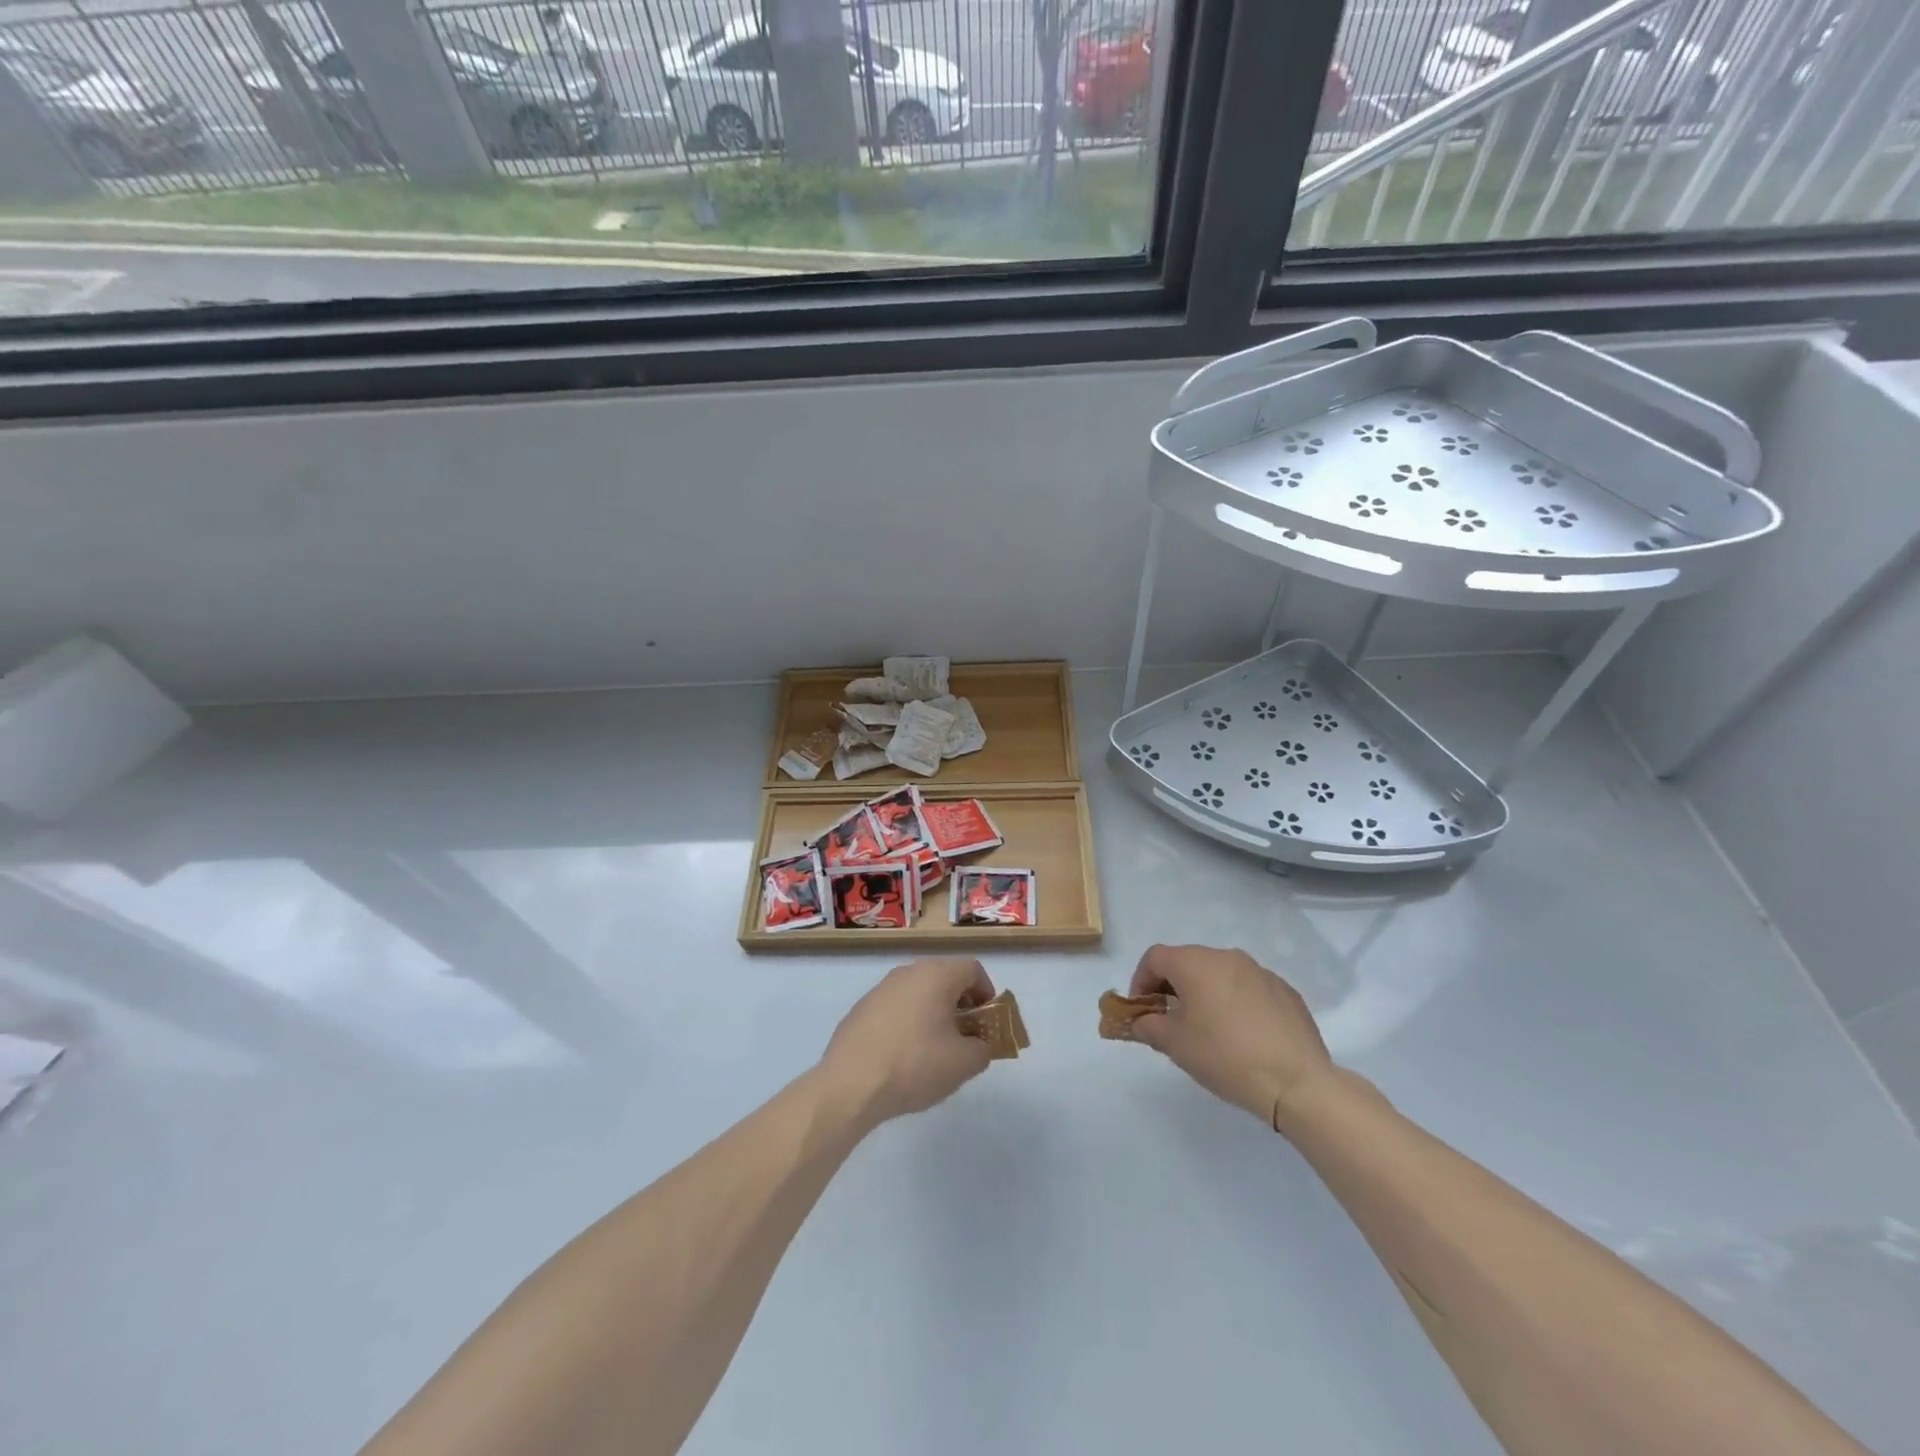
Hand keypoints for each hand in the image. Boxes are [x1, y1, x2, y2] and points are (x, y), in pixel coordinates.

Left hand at [819, 959, 996, 1127]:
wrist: (850, 1084)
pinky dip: (907, 1022)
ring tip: (933, 1050)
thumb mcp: (964, 1064)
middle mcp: (908, 972)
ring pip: (918, 992)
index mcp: (936, 975)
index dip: (987, 993)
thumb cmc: (915, 1065)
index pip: (973, 969)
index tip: (986, 1023)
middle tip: (964, 1037)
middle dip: (960, 1005)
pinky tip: (902, 1056)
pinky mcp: (861, 1008)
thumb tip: (979, 1044)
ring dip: (933, 1013)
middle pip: (945, 978)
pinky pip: (895, 1007)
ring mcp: (881, 988)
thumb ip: (983, 1049)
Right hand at [1124, 944, 1333, 1130]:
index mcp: (1195, 963)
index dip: (1141, 981)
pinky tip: (1244, 1035)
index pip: (1155, 958)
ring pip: (1220, 974)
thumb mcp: (1174, 1044)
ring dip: (1206, 993)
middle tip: (1172, 1020)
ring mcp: (1260, 971)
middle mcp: (1227, 956)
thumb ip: (1148, 1025)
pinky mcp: (1285, 991)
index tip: (1143, 1010)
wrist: (1296, 1082)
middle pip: (1188, 962)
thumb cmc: (1224, 1056)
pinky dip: (1236, 1002)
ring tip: (1209, 1029)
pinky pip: (1249, 988)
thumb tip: (1140, 1020)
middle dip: (1173, 987)